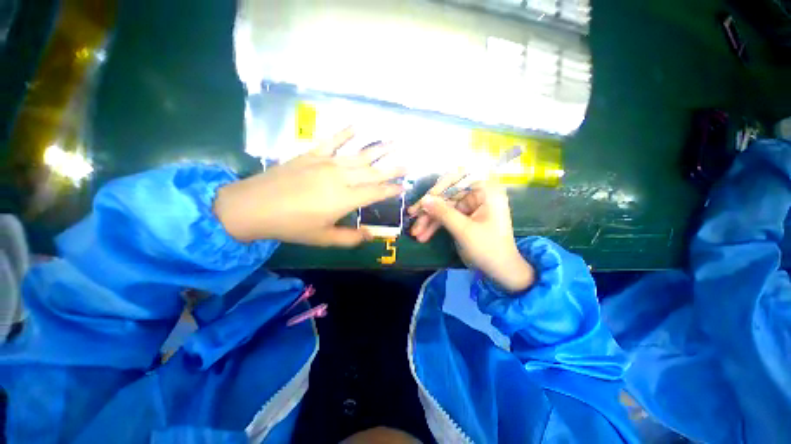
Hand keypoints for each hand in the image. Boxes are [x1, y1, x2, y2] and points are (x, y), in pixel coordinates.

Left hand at [214, 128, 405, 246]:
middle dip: (393, 167)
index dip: (391, 190)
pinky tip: (357, 125)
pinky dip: (345, 132)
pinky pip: (332, 141)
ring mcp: (327, 163)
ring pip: (359, 154)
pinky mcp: (312, 155)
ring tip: (395, 140)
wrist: (253, 206)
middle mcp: (341, 177)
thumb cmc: (291, 226)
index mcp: (345, 199)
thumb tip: (371, 236)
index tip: (404, 187)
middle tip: (410, 161)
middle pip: (373, 171)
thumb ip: (350, 238)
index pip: (376, 192)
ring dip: (379, 148)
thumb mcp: (323, 238)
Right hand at [408, 183, 533, 292]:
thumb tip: (424, 199)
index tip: (425, 200)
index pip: (459, 178)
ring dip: (429, 220)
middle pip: (448, 194)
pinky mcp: (465, 217)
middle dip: (430, 209)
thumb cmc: (488, 248)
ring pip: (444, 207)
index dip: (439, 187)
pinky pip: (447, 217)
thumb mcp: (464, 230)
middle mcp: (478, 194)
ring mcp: (471, 206)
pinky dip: (435, 225)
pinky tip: (424, 235)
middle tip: (412, 217)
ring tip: (416, 233)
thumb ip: (443, 213)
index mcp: (486, 191)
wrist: (501, 271)